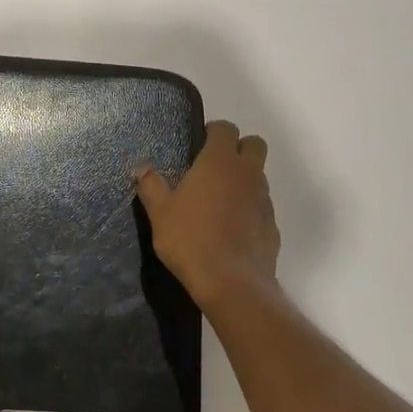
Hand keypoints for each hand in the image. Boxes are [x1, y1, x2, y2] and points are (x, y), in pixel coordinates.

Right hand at [135, 120, 280, 311]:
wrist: (231, 283)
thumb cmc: (190, 239)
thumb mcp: (160, 212)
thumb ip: (151, 185)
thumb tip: (141, 167)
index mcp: (219, 162)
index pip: (225, 128)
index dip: (214, 131)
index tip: (199, 143)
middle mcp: (247, 173)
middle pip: (254, 144)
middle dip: (238, 148)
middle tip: (215, 166)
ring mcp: (264, 199)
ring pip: (259, 176)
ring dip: (244, 179)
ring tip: (219, 201)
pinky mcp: (272, 225)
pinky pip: (261, 205)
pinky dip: (250, 208)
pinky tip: (232, 228)